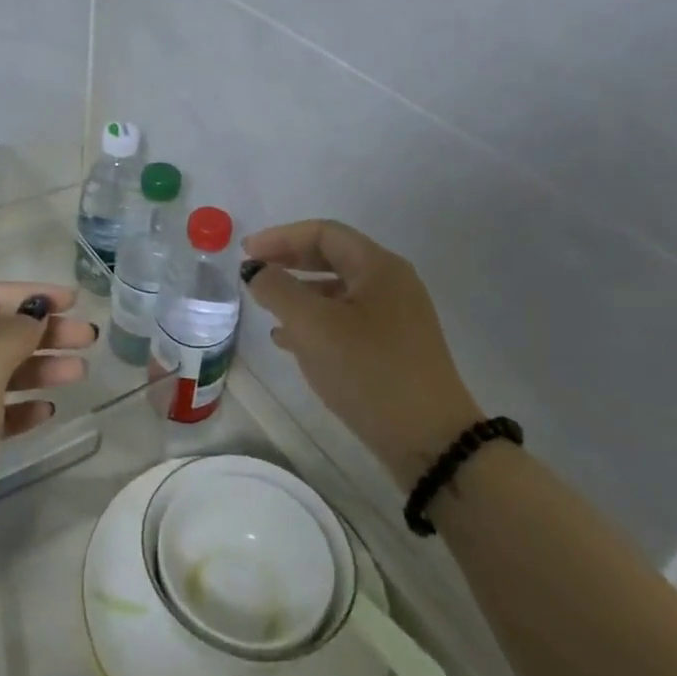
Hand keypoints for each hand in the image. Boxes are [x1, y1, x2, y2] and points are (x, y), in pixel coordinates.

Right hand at [243, 220, 481, 487]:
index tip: (246, 253)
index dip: (280, 237)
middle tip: (254, 272)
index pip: (323, 233)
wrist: (430, 442)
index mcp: (378, 267)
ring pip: (338, 291)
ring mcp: (397, 317)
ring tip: (266, 309)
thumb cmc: (369, 371)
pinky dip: (316, 321)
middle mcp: (392, 284)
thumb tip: (257, 270)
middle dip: (289, 262)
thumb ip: (278, 289)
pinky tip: (290, 342)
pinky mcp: (395, 347)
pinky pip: (347, 319)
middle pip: (332, 257)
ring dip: (299, 293)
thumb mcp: (312, 326)